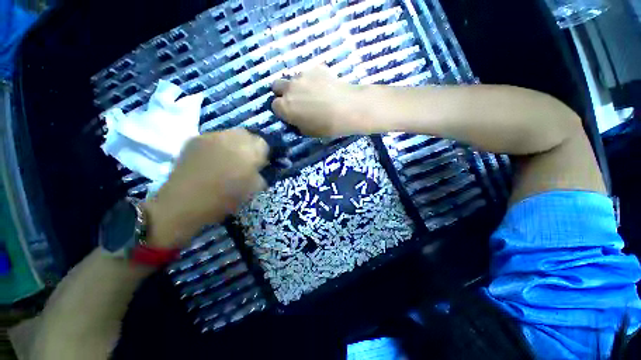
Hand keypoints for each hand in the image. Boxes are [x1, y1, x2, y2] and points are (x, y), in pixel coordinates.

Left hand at [144, 129, 268, 247]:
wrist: (184, 203)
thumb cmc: (224, 199)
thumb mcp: (252, 190)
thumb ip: (260, 175)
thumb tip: (259, 169)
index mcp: (249, 152)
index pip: (263, 144)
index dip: (262, 155)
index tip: (258, 166)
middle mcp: (232, 138)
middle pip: (247, 134)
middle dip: (249, 146)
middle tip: (244, 161)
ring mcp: (211, 136)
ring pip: (230, 134)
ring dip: (233, 144)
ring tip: (227, 159)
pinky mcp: (195, 139)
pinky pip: (214, 138)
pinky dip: (217, 145)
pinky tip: (211, 159)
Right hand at [271, 66, 366, 136]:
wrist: (348, 109)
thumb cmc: (327, 126)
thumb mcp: (308, 131)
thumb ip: (297, 123)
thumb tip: (296, 118)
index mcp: (285, 107)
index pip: (274, 106)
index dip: (282, 110)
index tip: (290, 113)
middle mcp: (289, 89)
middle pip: (277, 86)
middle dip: (283, 93)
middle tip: (296, 100)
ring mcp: (302, 76)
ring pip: (293, 79)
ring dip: (298, 85)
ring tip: (314, 93)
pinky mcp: (316, 68)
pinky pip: (309, 73)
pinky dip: (313, 79)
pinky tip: (325, 87)